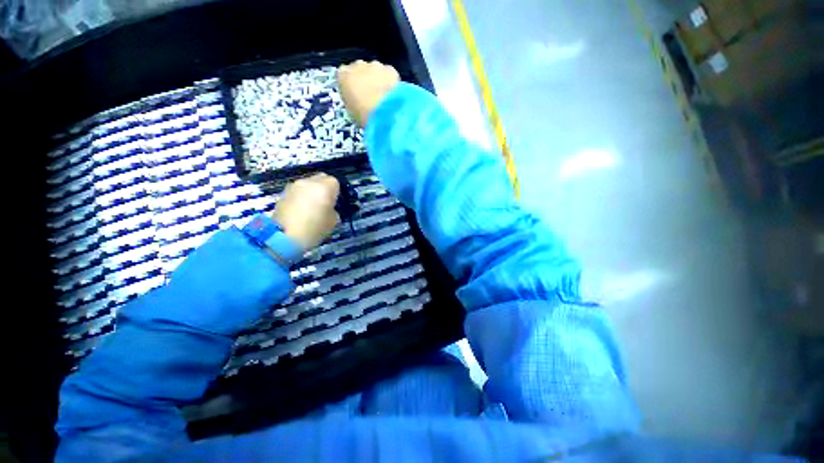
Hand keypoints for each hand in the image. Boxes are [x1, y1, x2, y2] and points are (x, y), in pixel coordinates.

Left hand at [273, 173, 339, 250]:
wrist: (284, 237)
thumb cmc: (314, 229)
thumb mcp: (333, 221)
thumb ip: (333, 209)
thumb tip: (328, 207)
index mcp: (324, 187)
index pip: (335, 182)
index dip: (336, 192)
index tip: (334, 203)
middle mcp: (308, 182)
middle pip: (320, 178)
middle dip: (324, 188)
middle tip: (324, 202)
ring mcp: (293, 186)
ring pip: (307, 184)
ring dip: (311, 192)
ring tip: (311, 207)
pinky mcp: (283, 193)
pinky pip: (297, 191)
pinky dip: (300, 197)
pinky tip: (300, 210)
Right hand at [338, 60, 399, 127]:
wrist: (382, 113)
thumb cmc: (362, 115)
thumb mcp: (350, 110)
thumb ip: (352, 99)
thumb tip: (357, 100)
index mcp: (343, 75)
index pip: (344, 75)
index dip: (351, 85)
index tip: (356, 95)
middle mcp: (357, 65)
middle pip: (360, 69)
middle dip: (365, 80)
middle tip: (371, 96)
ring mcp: (374, 65)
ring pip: (375, 70)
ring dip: (378, 80)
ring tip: (383, 96)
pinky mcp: (389, 70)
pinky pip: (389, 74)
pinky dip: (390, 82)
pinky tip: (393, 95)